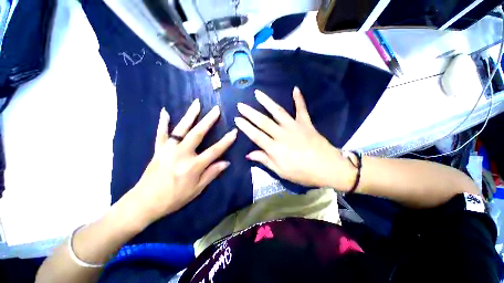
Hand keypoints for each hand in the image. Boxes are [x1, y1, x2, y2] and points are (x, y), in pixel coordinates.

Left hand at [131, 99, 236, 221]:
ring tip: (197, 103)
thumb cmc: (174, 198)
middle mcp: (181, 154)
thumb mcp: (197, 189)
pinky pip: (161, 133)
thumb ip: (212, 173)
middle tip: (216, 109)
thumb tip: (226, 162)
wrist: (145, 202)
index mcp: (193, 166)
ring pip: (181, 129)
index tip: (234, 131)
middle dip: (209, 120)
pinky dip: (163, 122)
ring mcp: (168, 150)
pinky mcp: (158, 150)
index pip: (214, 151)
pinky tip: (165, 111)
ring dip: (190, 115)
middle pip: (198, 134)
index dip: (226, 141)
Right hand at [235, 87, 355, 190]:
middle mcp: (282, 134)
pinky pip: (301, 109)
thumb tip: (249, 154)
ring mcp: (294, 127)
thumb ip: (265, 161)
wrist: (329, 168)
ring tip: (257, 93)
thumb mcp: (281, 172)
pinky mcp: (306, 123)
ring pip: (278, 112)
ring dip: (267, 102)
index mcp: (275, 148)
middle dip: (250, 113)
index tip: (237, 119)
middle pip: (263, 121)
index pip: (256, 135)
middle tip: (241, 105)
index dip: (245, 127)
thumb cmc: (303, 173)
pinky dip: (299, 99)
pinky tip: (295, 89)